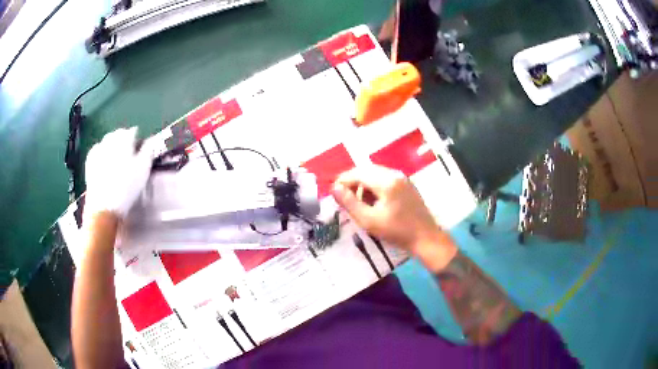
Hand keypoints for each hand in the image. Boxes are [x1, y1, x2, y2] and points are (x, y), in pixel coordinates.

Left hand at [84, 127, 154, 219]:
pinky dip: (102, 152)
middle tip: (129, 157)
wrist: (104, 207)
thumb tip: (151, 139)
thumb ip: (149, 150)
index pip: (133, 131)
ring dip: (113, 146)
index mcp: (124, 138)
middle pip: (119, 134)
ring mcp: (98, 149)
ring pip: (107, 141)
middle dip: (124, 141)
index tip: (140, 152)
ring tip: (117, 160)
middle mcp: (110, 139)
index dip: (138, 141)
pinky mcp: (90, 161)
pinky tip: (105, 162)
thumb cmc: (127, 187)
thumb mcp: (143, 169)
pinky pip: (97, 150)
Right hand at [332, 165, 456, 270]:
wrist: (425, 238)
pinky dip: (375, 186)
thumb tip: (334, 188)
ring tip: (360, 203)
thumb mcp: (369, 220)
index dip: (342, 180)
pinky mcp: (406, 184)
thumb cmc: (396, 231)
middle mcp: (394, 174)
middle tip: (344, 198)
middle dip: (353, 182)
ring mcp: (402, 178)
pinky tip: (374, 202)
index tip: (333, 192)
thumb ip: (349, 203)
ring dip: (364, 184)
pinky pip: (385, 178)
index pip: (357, 173)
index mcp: (386, 181)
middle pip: (366, 170)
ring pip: (375, 174)